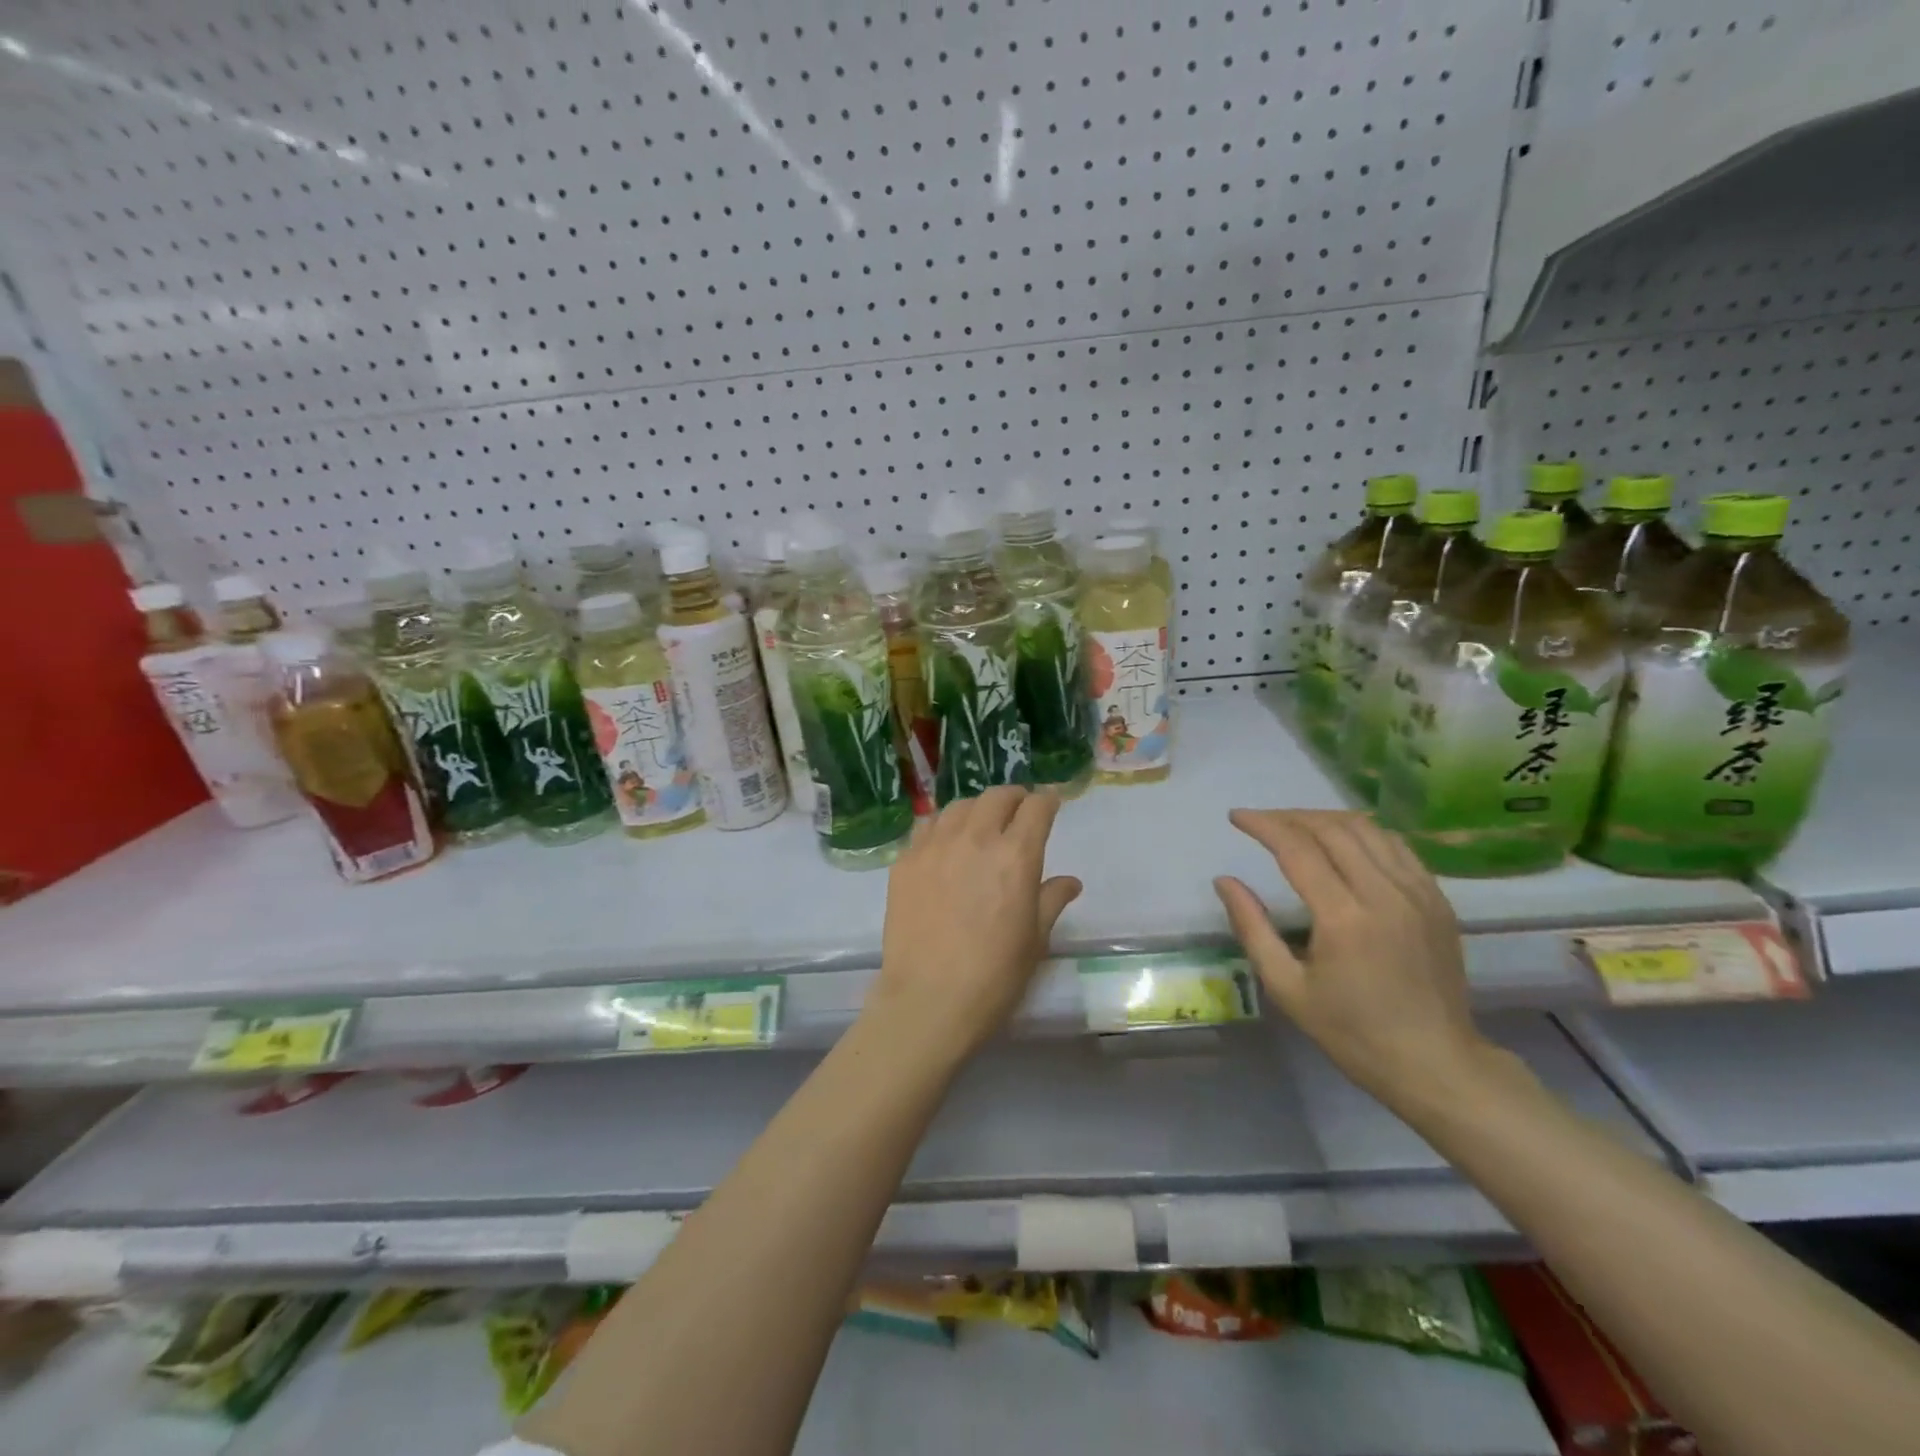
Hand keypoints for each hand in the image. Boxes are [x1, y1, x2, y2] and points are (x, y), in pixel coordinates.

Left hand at [868, 786, 1081, 1063]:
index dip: (1047, 801)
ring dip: (978, 809)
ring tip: (981, 824)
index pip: (1036, 807)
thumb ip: (1051, 900)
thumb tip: (1069, 881)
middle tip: (1019, 810)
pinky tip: (946, 845)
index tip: (1050, 804)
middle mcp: (975, 838)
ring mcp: (934, 846)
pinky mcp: (905, 861)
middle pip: (996, 797)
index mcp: (1015, 856)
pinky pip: (927, 827)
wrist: (928, 1000)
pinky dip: (944, 826)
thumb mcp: (1035, 940)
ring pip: (959, 806)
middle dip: (1014, 798)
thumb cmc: (993, 976)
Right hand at [1213, 809, 1487, 1104]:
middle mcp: (1385, 894)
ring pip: (1368, 830)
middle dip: (1290, 817)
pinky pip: (1397, 847)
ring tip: (1297, 826)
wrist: (1435, 1063)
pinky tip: (1343, 844)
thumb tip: (1224, 881)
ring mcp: (1419, 894)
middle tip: (1262, 822)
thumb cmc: (1351, 1032)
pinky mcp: (1438, 900)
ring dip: (1326, 819)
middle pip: (1333, 829)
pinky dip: (1363, 834)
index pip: (1297, 849)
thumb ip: (1252, 928)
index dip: (1263, 826)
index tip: (1237, 817)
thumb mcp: (1287, 987)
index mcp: (1344, 918)